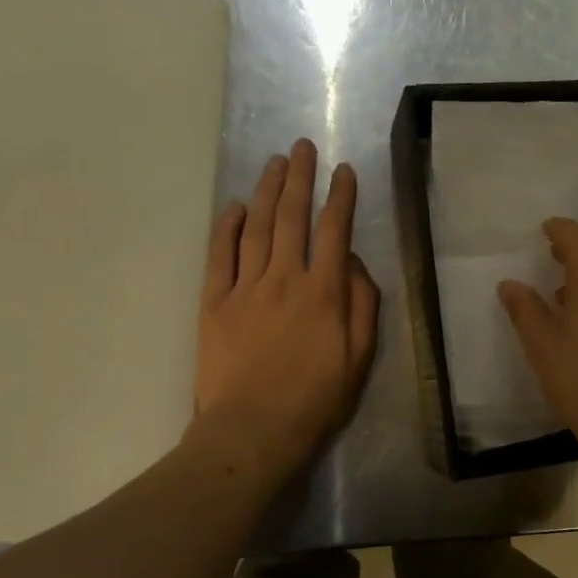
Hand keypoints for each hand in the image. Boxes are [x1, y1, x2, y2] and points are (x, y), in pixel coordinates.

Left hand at [195, 139, 379, 475]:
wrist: (253, 430)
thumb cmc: (315, 399)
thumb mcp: (360, 358)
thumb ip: (363, 305)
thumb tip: (355, 264)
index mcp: (324, 292)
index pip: (335, 230)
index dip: (341, 196)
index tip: (343, 170)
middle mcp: (284, 278)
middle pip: (291, 217)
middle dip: (299, 178)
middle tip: (301, 146)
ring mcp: (245, 288)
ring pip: (256, 228)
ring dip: (266, 191)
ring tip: (273, 163)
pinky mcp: (214, 303)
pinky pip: (219, 255)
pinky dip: (226, 227)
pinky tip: (234, 206)